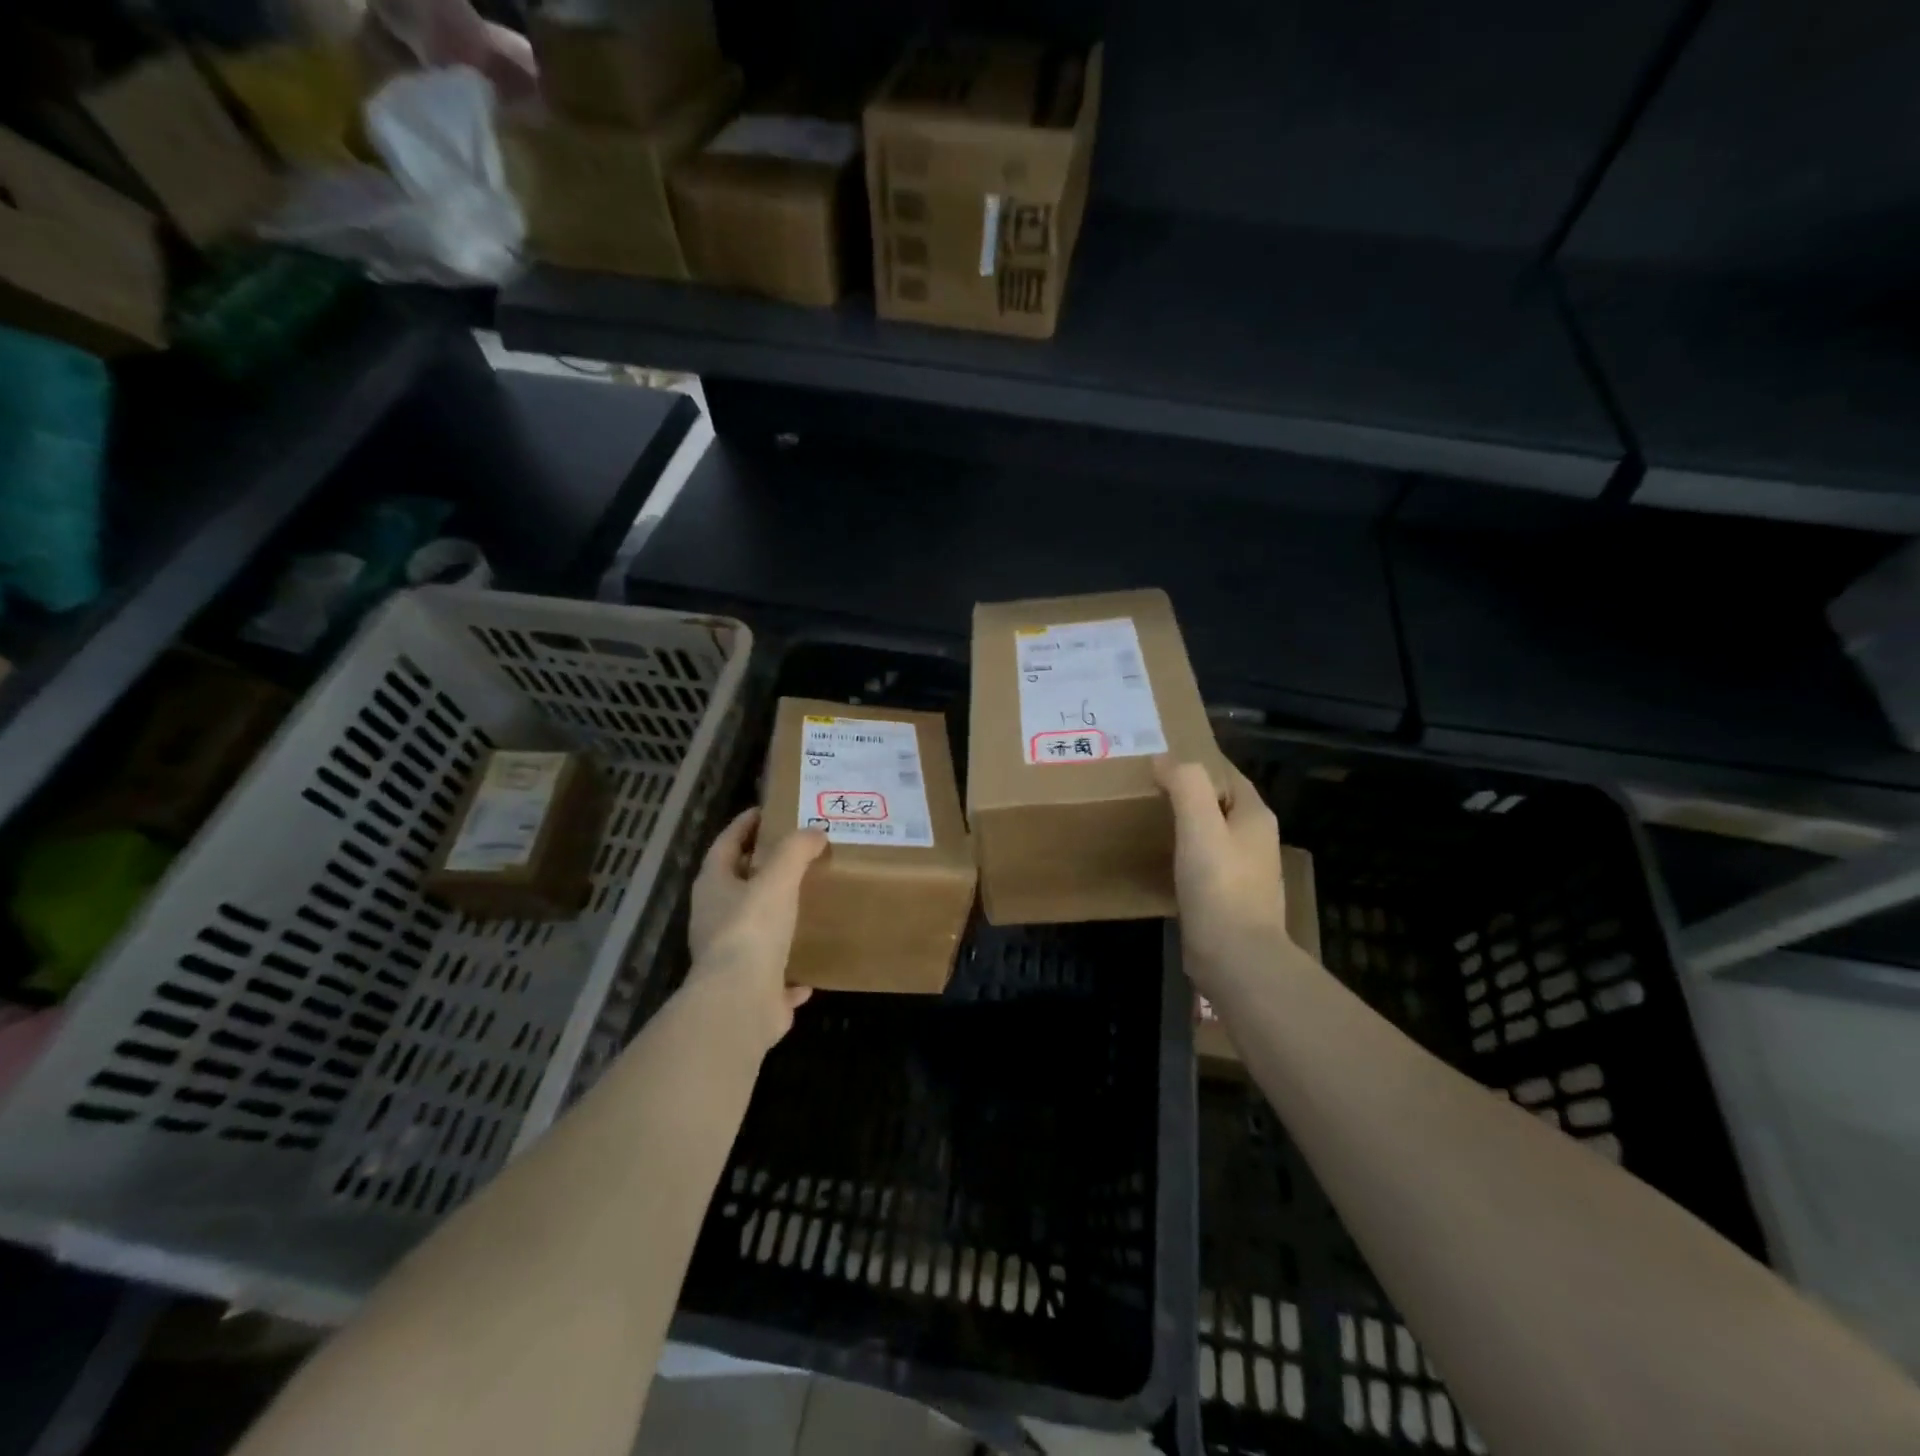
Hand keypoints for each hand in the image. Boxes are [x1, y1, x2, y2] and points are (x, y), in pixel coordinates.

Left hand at [686, 809, 827, 1050]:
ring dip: (773, 921)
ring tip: (804, 906)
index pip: (725, 844)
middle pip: (736, 887)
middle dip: (760, 872)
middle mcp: (714, 920)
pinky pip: (773, 977)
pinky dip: (788, 973)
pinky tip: (810, 972)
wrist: (740, 1002)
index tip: (765, 811)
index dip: (743, 825)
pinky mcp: (750, 992)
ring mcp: (729, 960)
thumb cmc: (752, 928)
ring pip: (753, 932)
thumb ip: (796, 851)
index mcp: (713, 887)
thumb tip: (815, 832)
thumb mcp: (777, 878)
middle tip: (794, 856)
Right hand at [1154, 756, 1292, 994]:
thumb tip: (1164, 759)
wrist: (1236, 958)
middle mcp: (1255, 840)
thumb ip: (1186, 784)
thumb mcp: (1199, 825)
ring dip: (1186, 825)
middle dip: (1189, 793)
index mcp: (1255, 816)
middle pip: (1219, 803)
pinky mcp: (1228, 899)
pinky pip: (1204, 864)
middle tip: (1147, 788)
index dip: (1197, 763)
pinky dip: (1184, 855)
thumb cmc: (1219, 886)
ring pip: (1212, 834)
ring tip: (1148, 820)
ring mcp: (1245, 872)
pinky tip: (1161, 861)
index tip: (1159, 760)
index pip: (1227, 774)